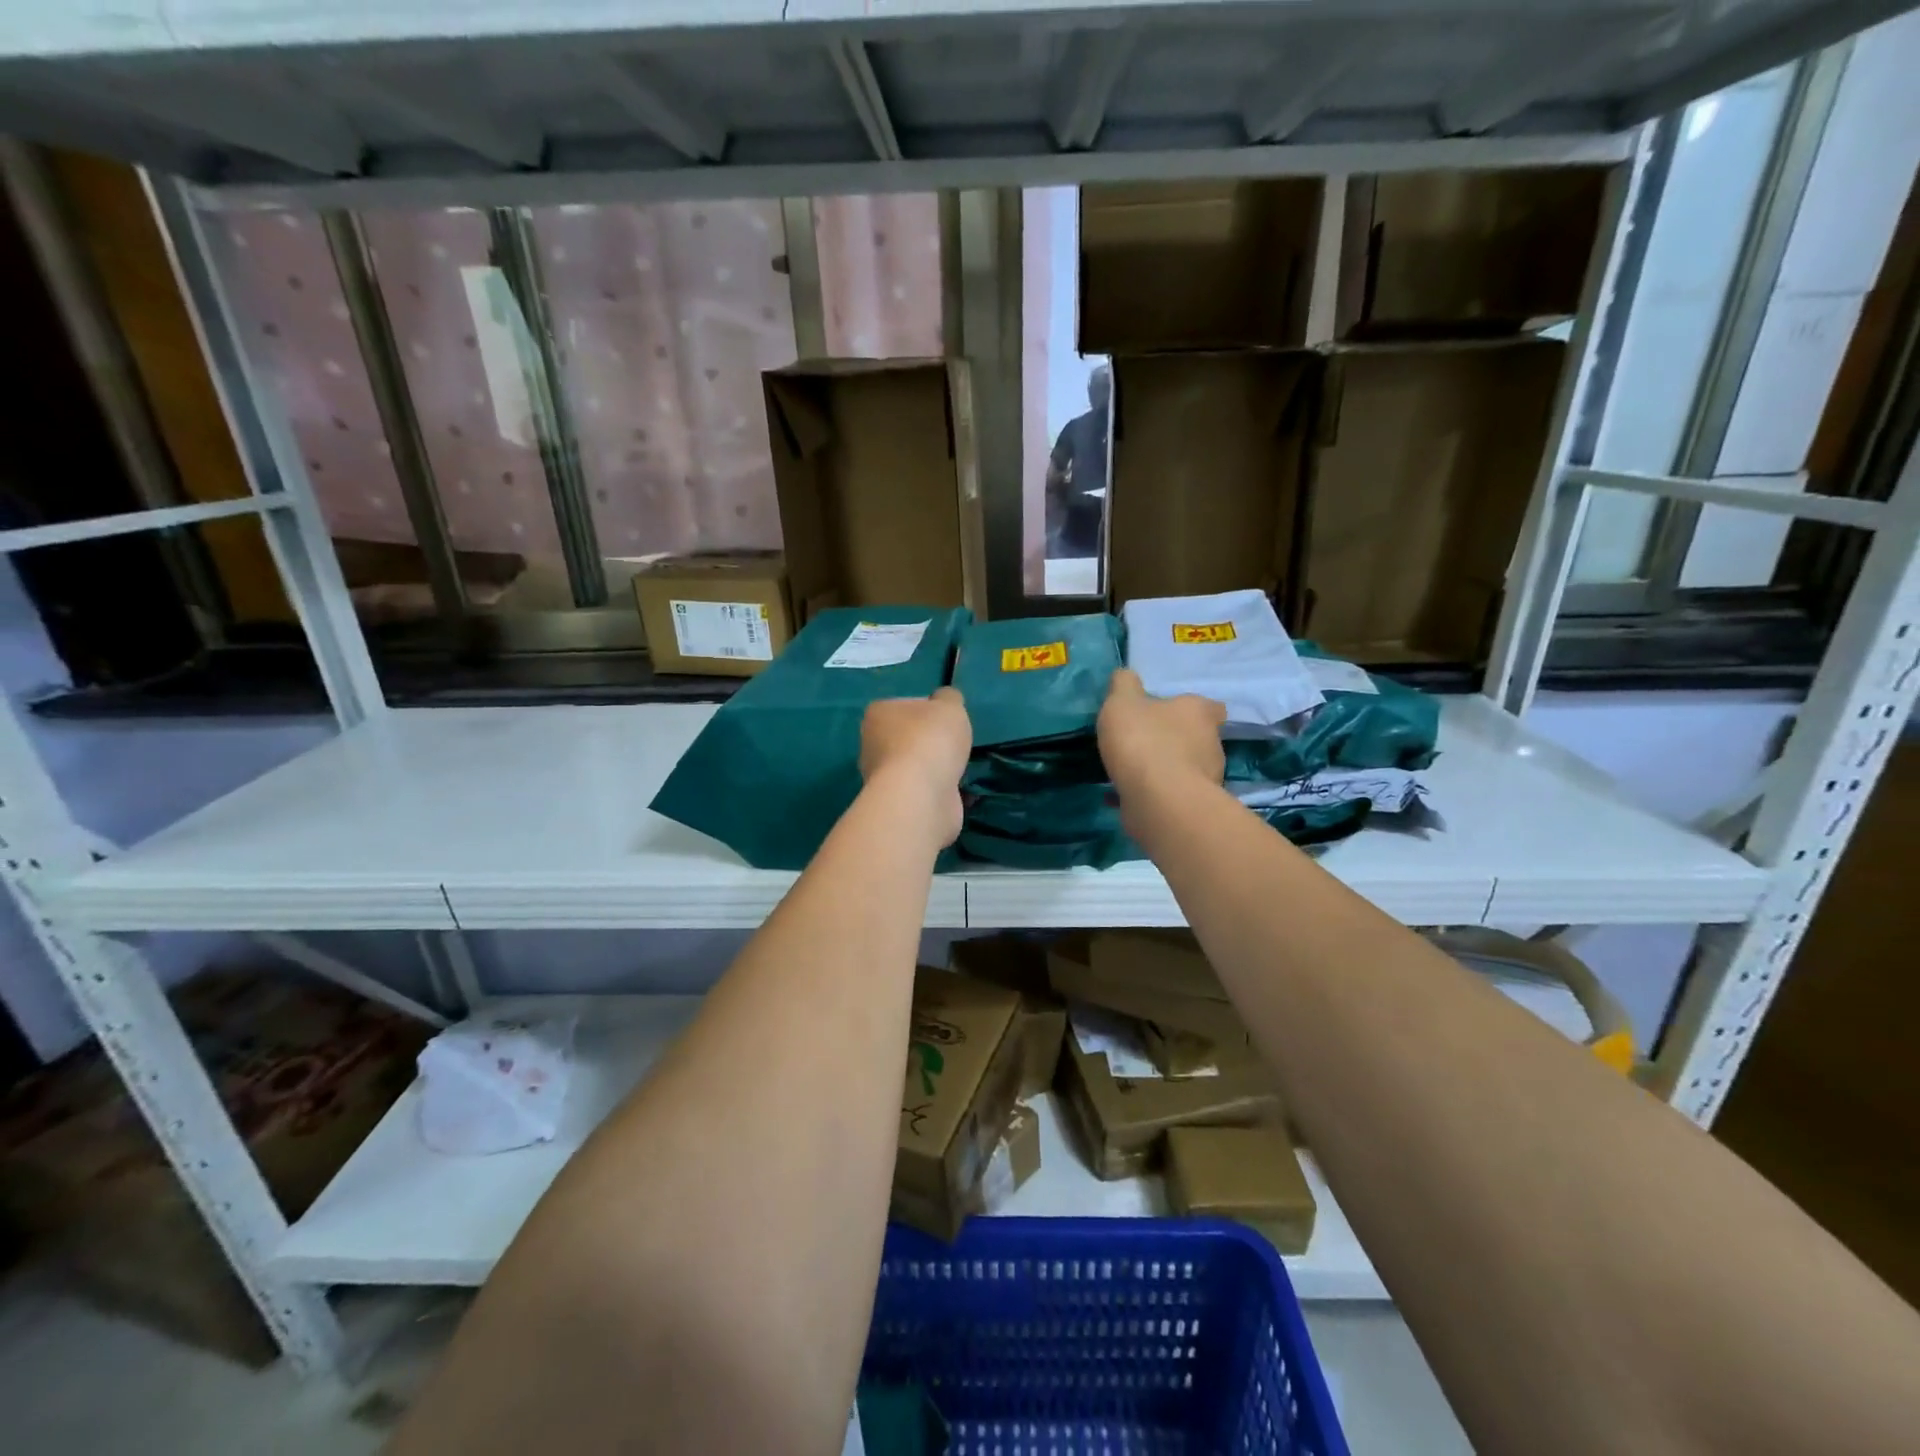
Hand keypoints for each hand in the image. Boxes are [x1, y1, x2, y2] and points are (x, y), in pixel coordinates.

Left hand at [860, 687, 971, 848]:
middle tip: (955, 745)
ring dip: (935, 769)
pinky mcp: (896, 804)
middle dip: (931, 743)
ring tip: (958, 769)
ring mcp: (882, 778)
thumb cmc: (931, 740)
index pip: (905, 705)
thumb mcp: (950, 705)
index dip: (929, 710)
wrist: (921, 796)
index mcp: (878, 714)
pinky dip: (939, 792)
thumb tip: (945, 701)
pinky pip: (922, 791)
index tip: (947, 720)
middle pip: (908, 738)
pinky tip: (957, 792)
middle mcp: (872, 744)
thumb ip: (949, 698)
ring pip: (915, 767)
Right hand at [1098, 669, 1225, 813]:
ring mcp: (1205, 780)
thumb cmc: (1143, 741)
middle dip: (1176, 741)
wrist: (1158, 800)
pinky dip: (1151, 795)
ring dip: (1165, 770)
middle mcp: (1210, 744)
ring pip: (1185, 769)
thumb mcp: (1122, 702)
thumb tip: (1126, 675)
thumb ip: (1124, 685)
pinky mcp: (1191, 808)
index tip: (1175, 713)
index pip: (1211, 707)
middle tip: (1146, 742)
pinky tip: (1123, 796)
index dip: (1195, 710)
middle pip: (1198, 739)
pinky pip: (1170, 796)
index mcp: (1199, 713)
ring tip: (1133, 772)